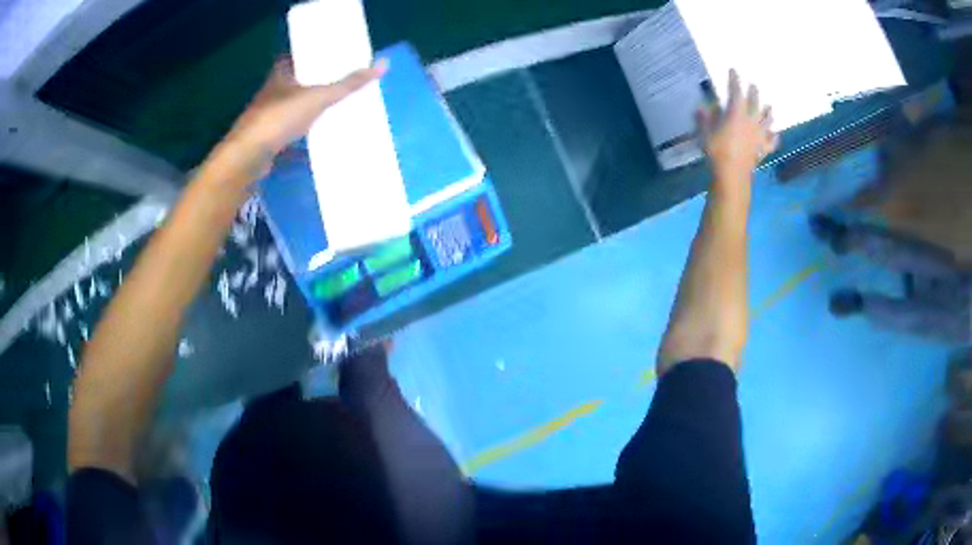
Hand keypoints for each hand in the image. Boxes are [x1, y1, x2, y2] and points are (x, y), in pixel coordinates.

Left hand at [221, 56, 387, 178]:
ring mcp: (266, 119)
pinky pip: (288, 136)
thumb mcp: (318, 97)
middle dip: (313, 86)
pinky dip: (301, 140)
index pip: (293, 58)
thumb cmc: (279, 119)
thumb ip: (348, 84)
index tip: (329, 58)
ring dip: (307, 112)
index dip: (308, 57)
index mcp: (279, 76)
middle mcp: (270, 94)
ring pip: (290, 111)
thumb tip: (383, 64)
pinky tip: (317, 144)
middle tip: (338, 85)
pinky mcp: (267, 142)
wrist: (247, 158)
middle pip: (294, 85)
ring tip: (333, 112)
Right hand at [697, 69, 777, 185]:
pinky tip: (775, 134)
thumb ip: (704, 118)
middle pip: (755, 103)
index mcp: (736, 114)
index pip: (736, 92)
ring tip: (769, 107)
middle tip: (753, 86)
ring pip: (767, 120)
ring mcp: (759, 136)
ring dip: (768, 112)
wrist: (732, 175)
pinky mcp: (763, 149)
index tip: (734, 71)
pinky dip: (774, 136)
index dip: (735, 80)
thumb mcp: (705, 132)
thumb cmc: (717, 151)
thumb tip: (702, 107)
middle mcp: (751, 121)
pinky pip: (772, 141)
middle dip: (754, 93)